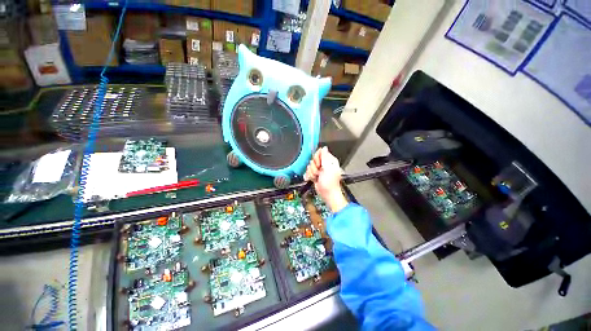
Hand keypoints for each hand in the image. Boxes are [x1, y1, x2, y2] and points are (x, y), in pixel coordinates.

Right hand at [304, 147, 347, 212]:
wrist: (327, 193)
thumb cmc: (330, 182)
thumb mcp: (328, 167)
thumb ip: (325, 156)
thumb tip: (324, 147)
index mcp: (329, 160)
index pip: (319, 152)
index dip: (317, 158)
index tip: (319, 164)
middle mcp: (324, 164)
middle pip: (313, 159)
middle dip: (314, 166)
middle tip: (319, 171)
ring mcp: (319, 170)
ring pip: (309, 166)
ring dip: (312, 172)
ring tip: (318, 177)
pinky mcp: (315, 174)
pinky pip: (308, 171)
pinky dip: (310, 176)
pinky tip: (314, 179)